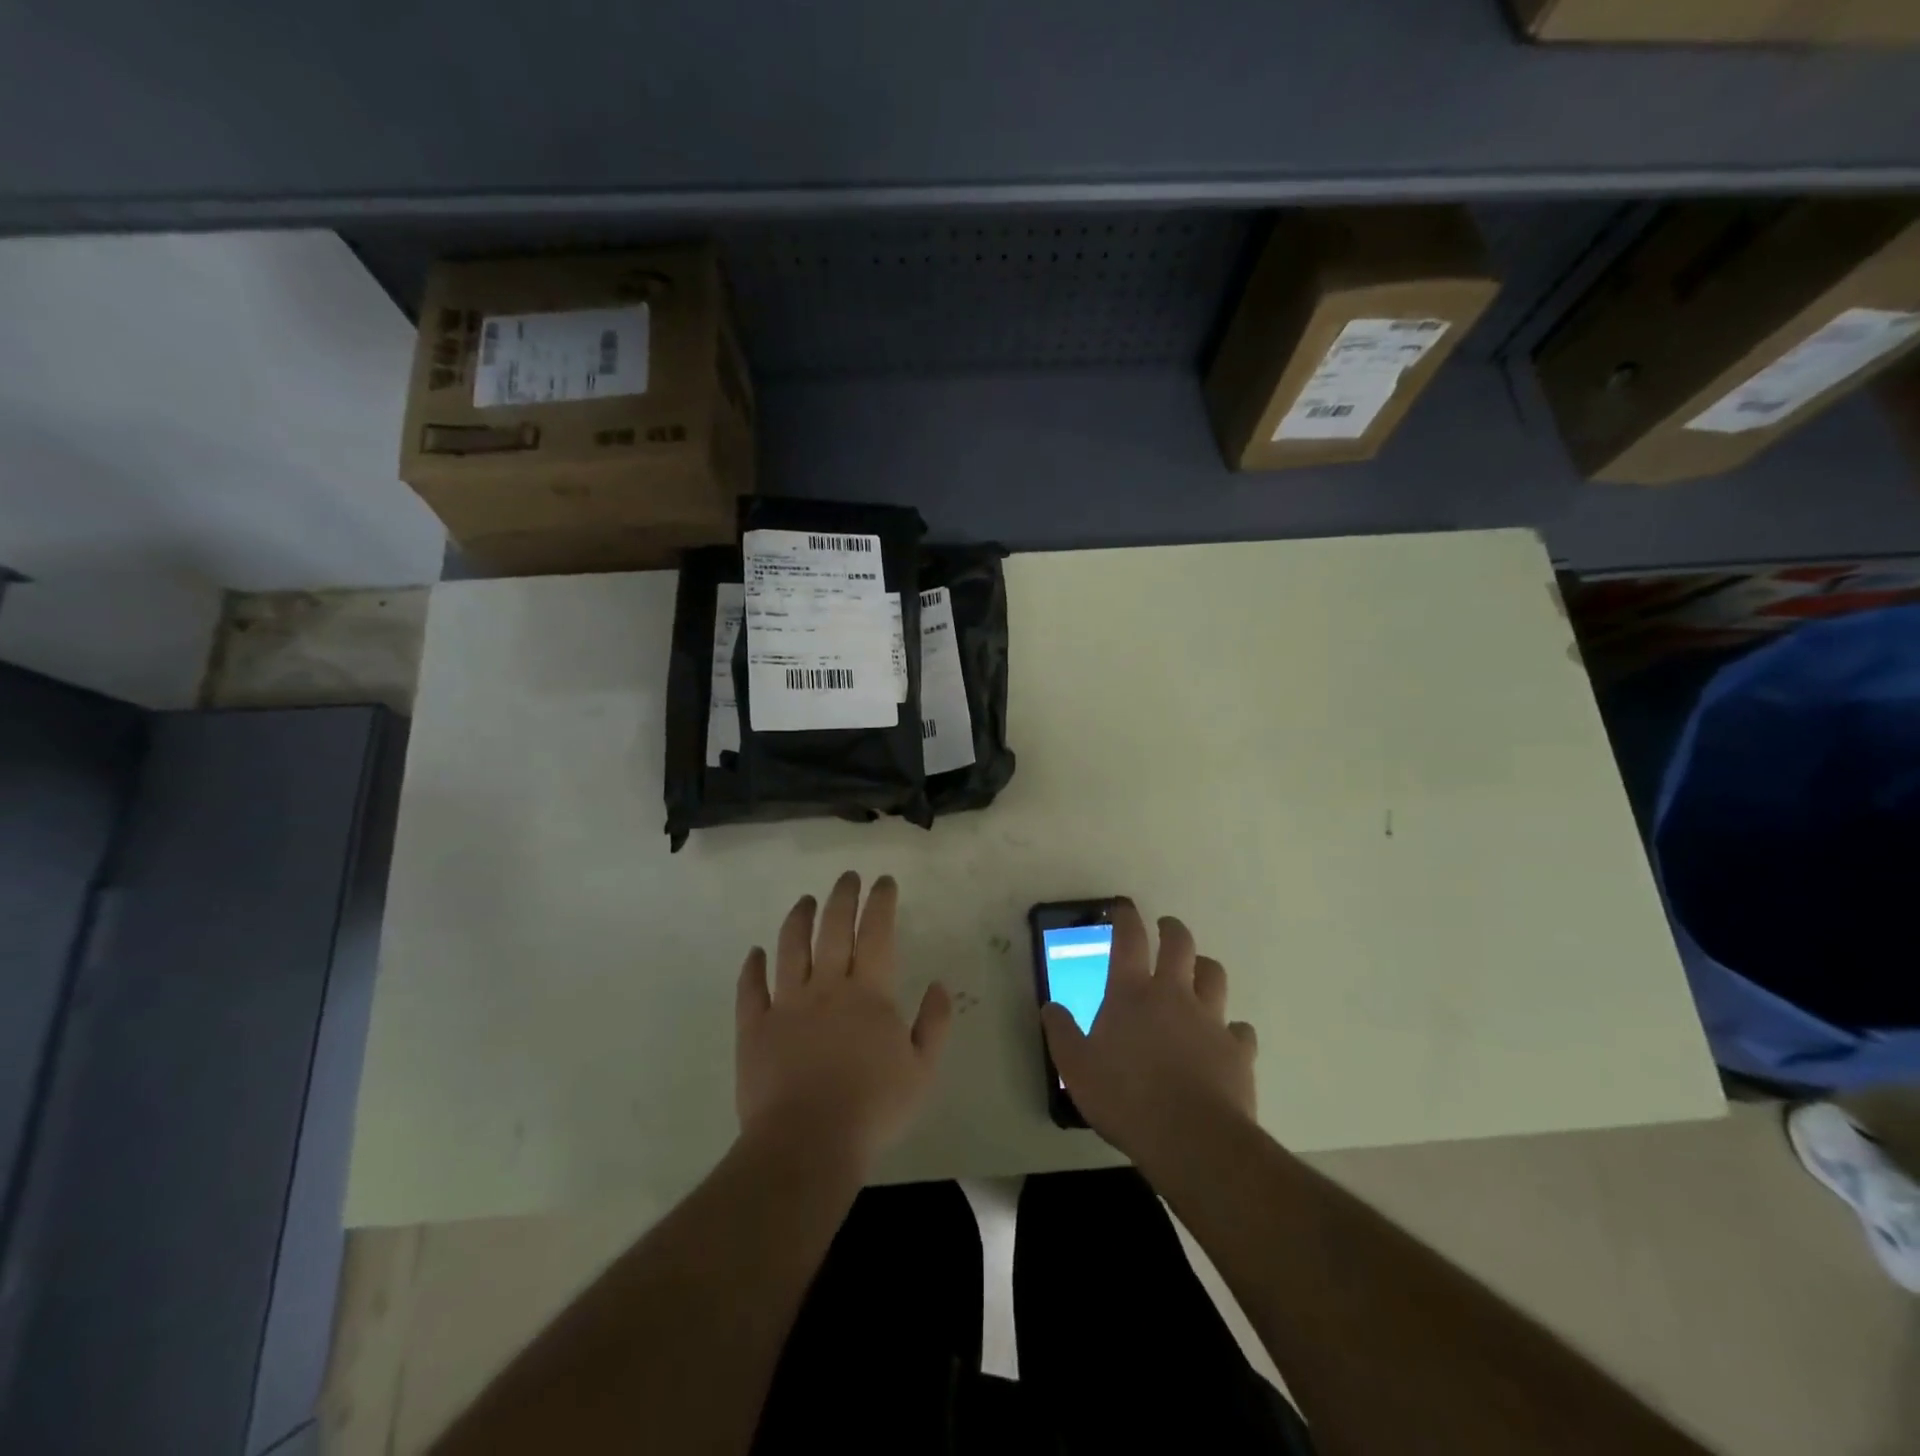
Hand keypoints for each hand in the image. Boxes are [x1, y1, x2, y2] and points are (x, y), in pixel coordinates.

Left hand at [736, 871, 952, 1171]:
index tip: (883, 881)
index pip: (877, 933)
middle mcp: (827, 986)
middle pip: (834, 929)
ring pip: (791, 948)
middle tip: (847, 877)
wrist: (806, 1144)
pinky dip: (752, 967)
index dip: (881, 902)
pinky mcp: (754, 1027)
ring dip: (799, 919)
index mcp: (869, 993)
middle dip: (842, 897)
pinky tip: (755, 953)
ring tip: (805, 901)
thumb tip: (938, 985)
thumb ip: (934, 1024)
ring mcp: (786, 1004)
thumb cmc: (872, 1109)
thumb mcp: (922, 1071)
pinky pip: (750, 989)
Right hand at [1041, 902, 1257, 1167]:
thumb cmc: (1125, 1098)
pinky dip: (1231, 1028)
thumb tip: (1049, 1006)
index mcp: (1131, 993)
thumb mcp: (1076, 1068)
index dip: (1126, 917)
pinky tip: (1225, 1038)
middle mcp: (1173, 994)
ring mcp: (1210, 1020)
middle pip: (1180, 945)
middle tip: (1166, 928)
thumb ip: (1062, 1033)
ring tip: (1198, 972)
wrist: (1191, 1138)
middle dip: (1172, 930)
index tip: (1124, 906)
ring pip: (1214, 976)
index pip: (1129, 939)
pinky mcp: (1238, 1050)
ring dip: (1205, 968)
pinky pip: (1239, 1029)